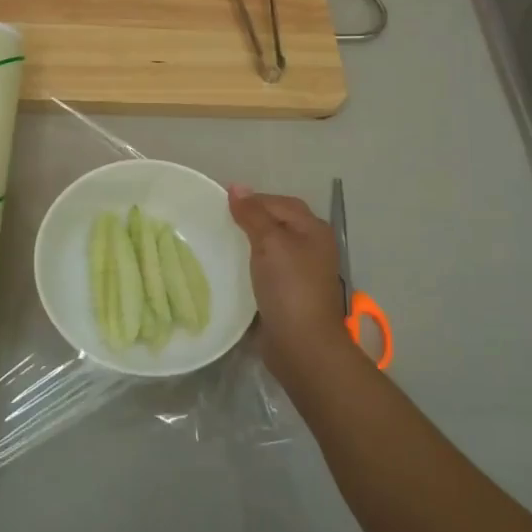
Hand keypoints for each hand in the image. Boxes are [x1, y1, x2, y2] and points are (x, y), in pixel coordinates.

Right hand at [227, 185, 348, 377]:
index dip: (253, 200)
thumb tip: (236, 187)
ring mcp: (302, 273)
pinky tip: (230, 269)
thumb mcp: (270, 242)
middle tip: (218, 222)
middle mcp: (311, 247)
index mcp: (313, 229)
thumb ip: (253, 213)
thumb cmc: (289, 286)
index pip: (279, 202)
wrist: (301, 344)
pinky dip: (250, 266)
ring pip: (270, 248)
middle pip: (277, 223)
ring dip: (248, 244)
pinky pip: (266, 270)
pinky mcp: (289, 294)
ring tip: (219, 243)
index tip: (221, 204)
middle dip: (250, 220)